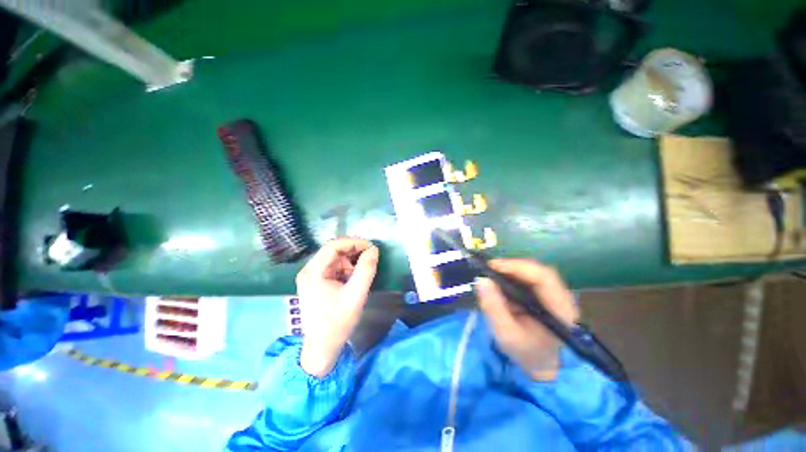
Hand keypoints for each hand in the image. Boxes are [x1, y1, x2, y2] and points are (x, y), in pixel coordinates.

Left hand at [296, 238, 378, 376]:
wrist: (322, 347)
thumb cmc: (338, 322)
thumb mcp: (356, 294)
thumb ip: (366, 270)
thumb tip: (374, 250)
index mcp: (313, 272)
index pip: (333, 246)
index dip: (354, 242)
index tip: (371, 248)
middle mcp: (309, 270)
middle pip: (334, 251)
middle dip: (354, 253)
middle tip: (370, 259)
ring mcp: (312, 277)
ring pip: (335, 259)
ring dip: (351, 263)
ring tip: (360, 276)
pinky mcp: (317, 283)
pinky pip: (334, 268)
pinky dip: (346, 270)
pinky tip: (353, 281)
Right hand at [475, 259, 579, 380]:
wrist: (543, 365)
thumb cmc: (527, 352)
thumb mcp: (506, 334)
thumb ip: (494, 308)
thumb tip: (481, 280)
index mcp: (560, 310)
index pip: (543, 277)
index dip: (518, 266)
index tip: (493, 266)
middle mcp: (562, 297)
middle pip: (538, 271)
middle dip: (512, 267)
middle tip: (489, 269)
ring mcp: (555, 294)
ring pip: (534, 273)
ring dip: (512, 271)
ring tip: (492, 274)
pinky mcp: (546, 295)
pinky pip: (530, 279)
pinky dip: (513, 277)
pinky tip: (501, 282)